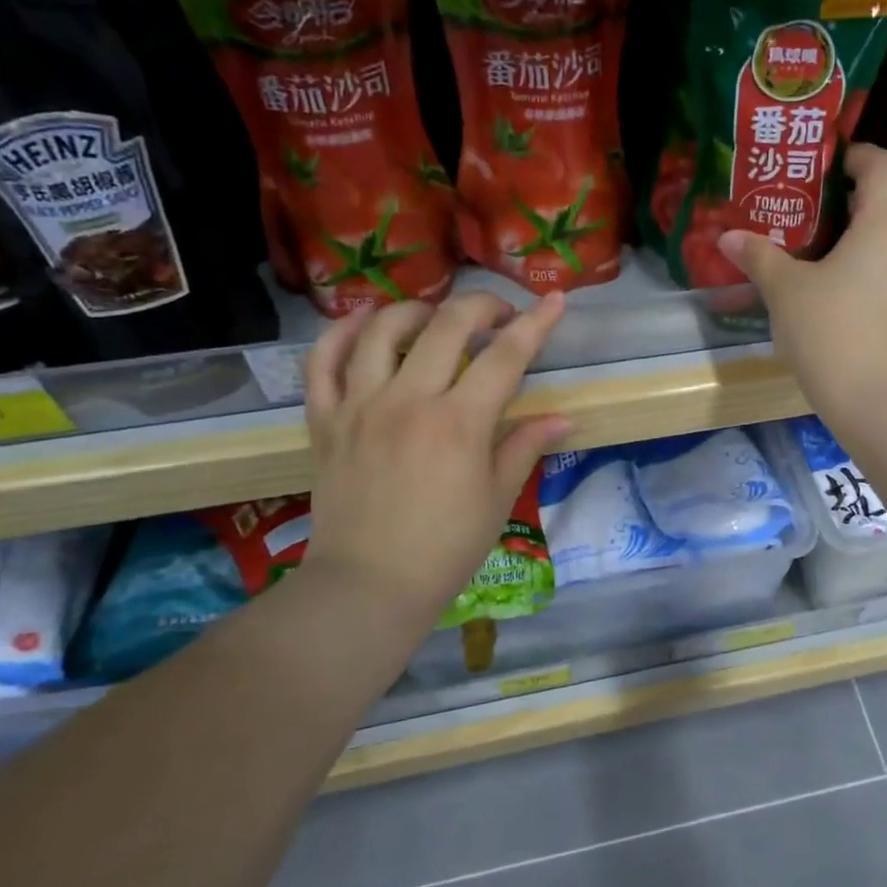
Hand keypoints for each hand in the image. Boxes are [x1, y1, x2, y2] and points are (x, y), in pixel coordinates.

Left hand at [302, 291, 570, 636]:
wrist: (368, 586)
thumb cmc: (445, 548)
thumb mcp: (498, 498)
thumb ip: (526, 446)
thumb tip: (563, 418)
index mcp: (460, 423)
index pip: (506, 356)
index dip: (536, 323)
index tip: (555, 300)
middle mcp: (408, 401)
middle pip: (447, 325)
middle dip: (482, 306)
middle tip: (499, 315)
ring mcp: (359, 406)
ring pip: (381, 329)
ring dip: (416, 310)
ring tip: (435, 319)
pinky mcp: (324, 420)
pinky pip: (322, 360)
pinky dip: (342, 332)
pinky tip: (365, 325)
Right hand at [719, 143, 886, 428]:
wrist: (882, 400)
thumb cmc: (831, 332)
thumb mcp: (786, 292)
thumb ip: (759, 257)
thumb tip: (727, 237)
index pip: (881, 166)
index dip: (857, 156)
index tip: (833, 162)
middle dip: (858, 203)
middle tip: (817, 215)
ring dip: (870, 240)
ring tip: (830, 257)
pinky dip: (881, 270)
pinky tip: (850, 295)